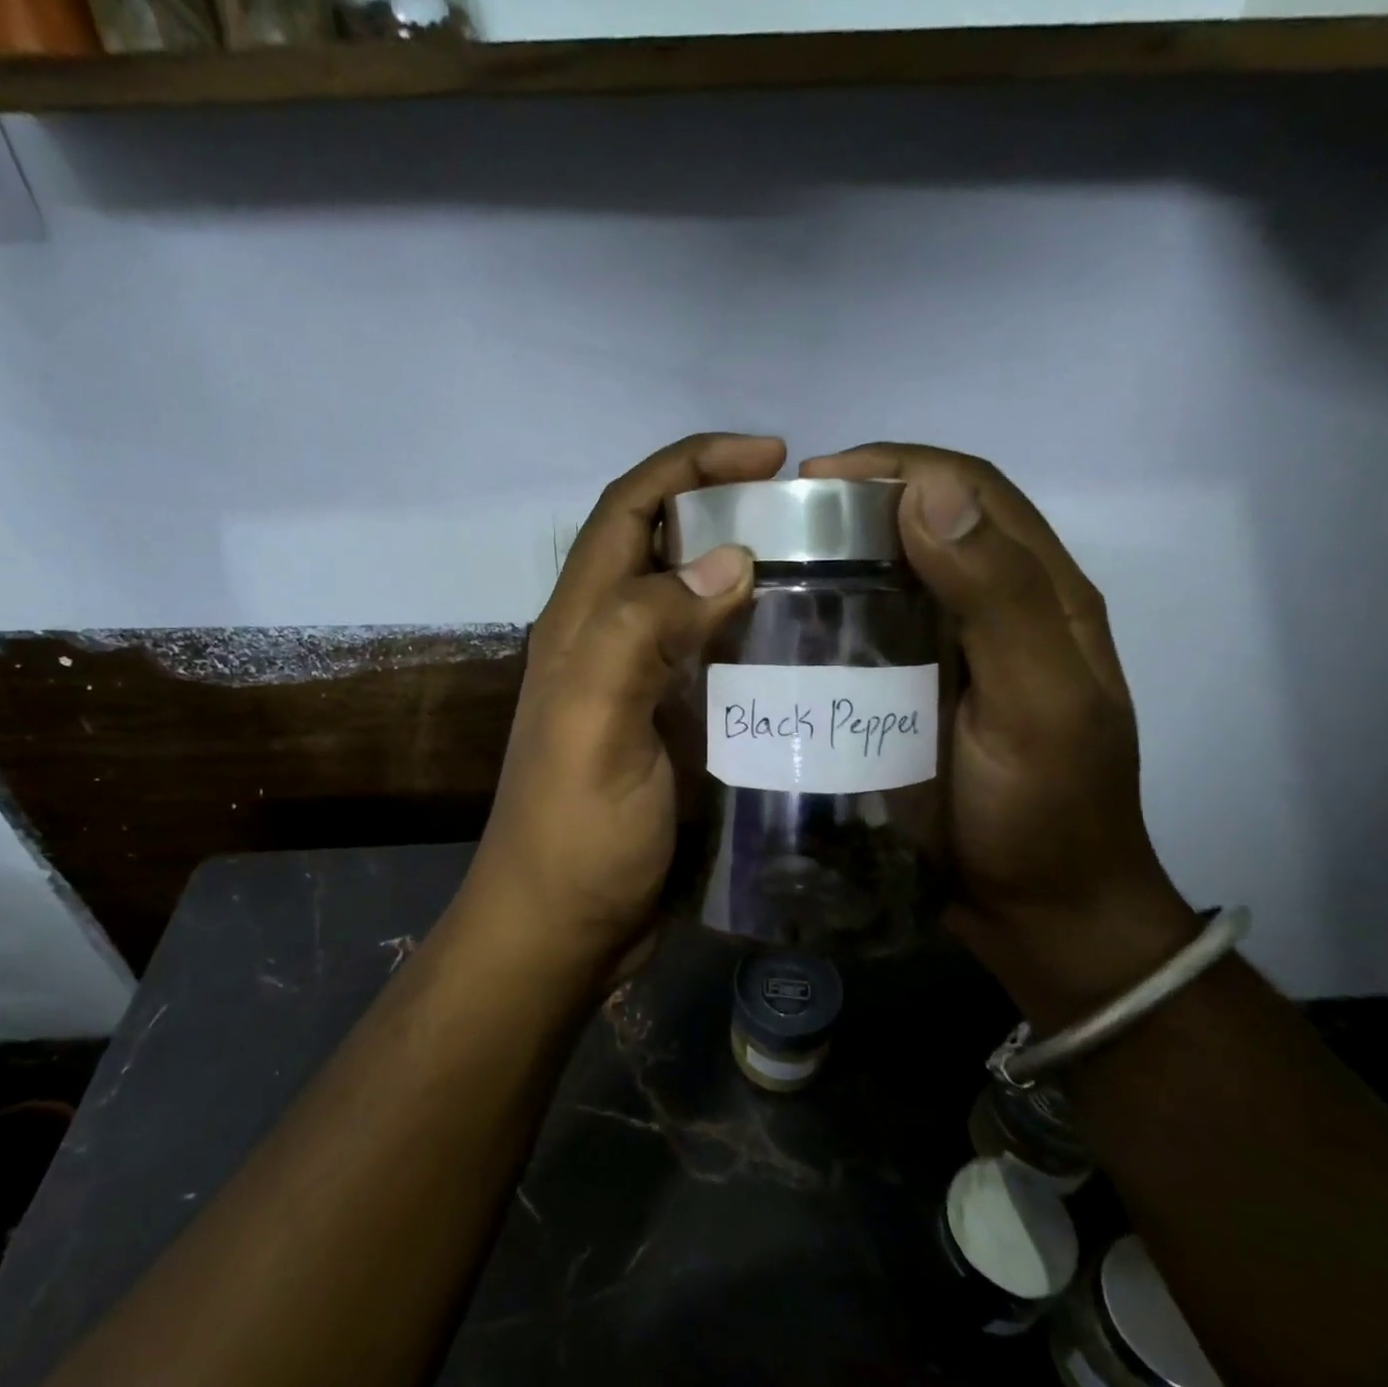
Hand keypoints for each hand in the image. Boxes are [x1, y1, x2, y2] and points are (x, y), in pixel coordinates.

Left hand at [461, 434, 785, 984]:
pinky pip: (712, 662)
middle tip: (811, 520)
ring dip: (747, 577)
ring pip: (693, 603)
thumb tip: (727, 558)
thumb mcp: (597, 727)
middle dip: (727, 511)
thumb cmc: (576, 834)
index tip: (770, 457)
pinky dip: (753, 641)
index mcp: (581, 625)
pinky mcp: (666, 729)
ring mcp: (636, 687)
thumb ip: (641, 633)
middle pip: (663, 546)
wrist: (563, 929)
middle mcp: (604, 641)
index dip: (691, 465)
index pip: (629, 508)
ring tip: (824, 576)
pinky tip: (804, 652)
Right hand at [802, 444, 1199, 1026]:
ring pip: (895, 576)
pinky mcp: (919, 692)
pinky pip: (873, 633)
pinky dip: (834, 614)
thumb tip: (929, 489)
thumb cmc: (1044, 812)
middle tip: (778, 523)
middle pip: (928, 522)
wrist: (1039, 914)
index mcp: (1042, 593)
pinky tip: (788, 628)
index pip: (972, 489)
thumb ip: (998, 597)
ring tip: (771, 566)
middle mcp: (998, 608)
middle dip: (857, 504)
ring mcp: (955, 653)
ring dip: (840, 557)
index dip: (898, 465)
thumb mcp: (1039, 703)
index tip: (816, 479)